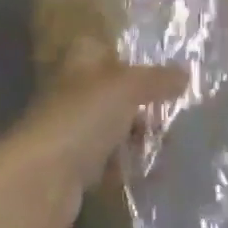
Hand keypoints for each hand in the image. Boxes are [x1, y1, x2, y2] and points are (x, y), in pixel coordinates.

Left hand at [0, 41, 186, 227]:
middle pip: (112, 91)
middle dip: (143, 101)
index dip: (128, 55)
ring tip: (172, 141)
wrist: (41, 180)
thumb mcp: (126, 87)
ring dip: (138, 135)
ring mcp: (72, 131)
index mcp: (79, 64)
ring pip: (113, 127)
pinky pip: (110, 161)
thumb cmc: (82, 118)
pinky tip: (154, 169)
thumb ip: (157, 79)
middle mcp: (73, 93)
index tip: (161, 68)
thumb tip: (185, 74)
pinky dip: (129, 165)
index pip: (102, 48)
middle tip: (177, 108)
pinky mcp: (76, 168)